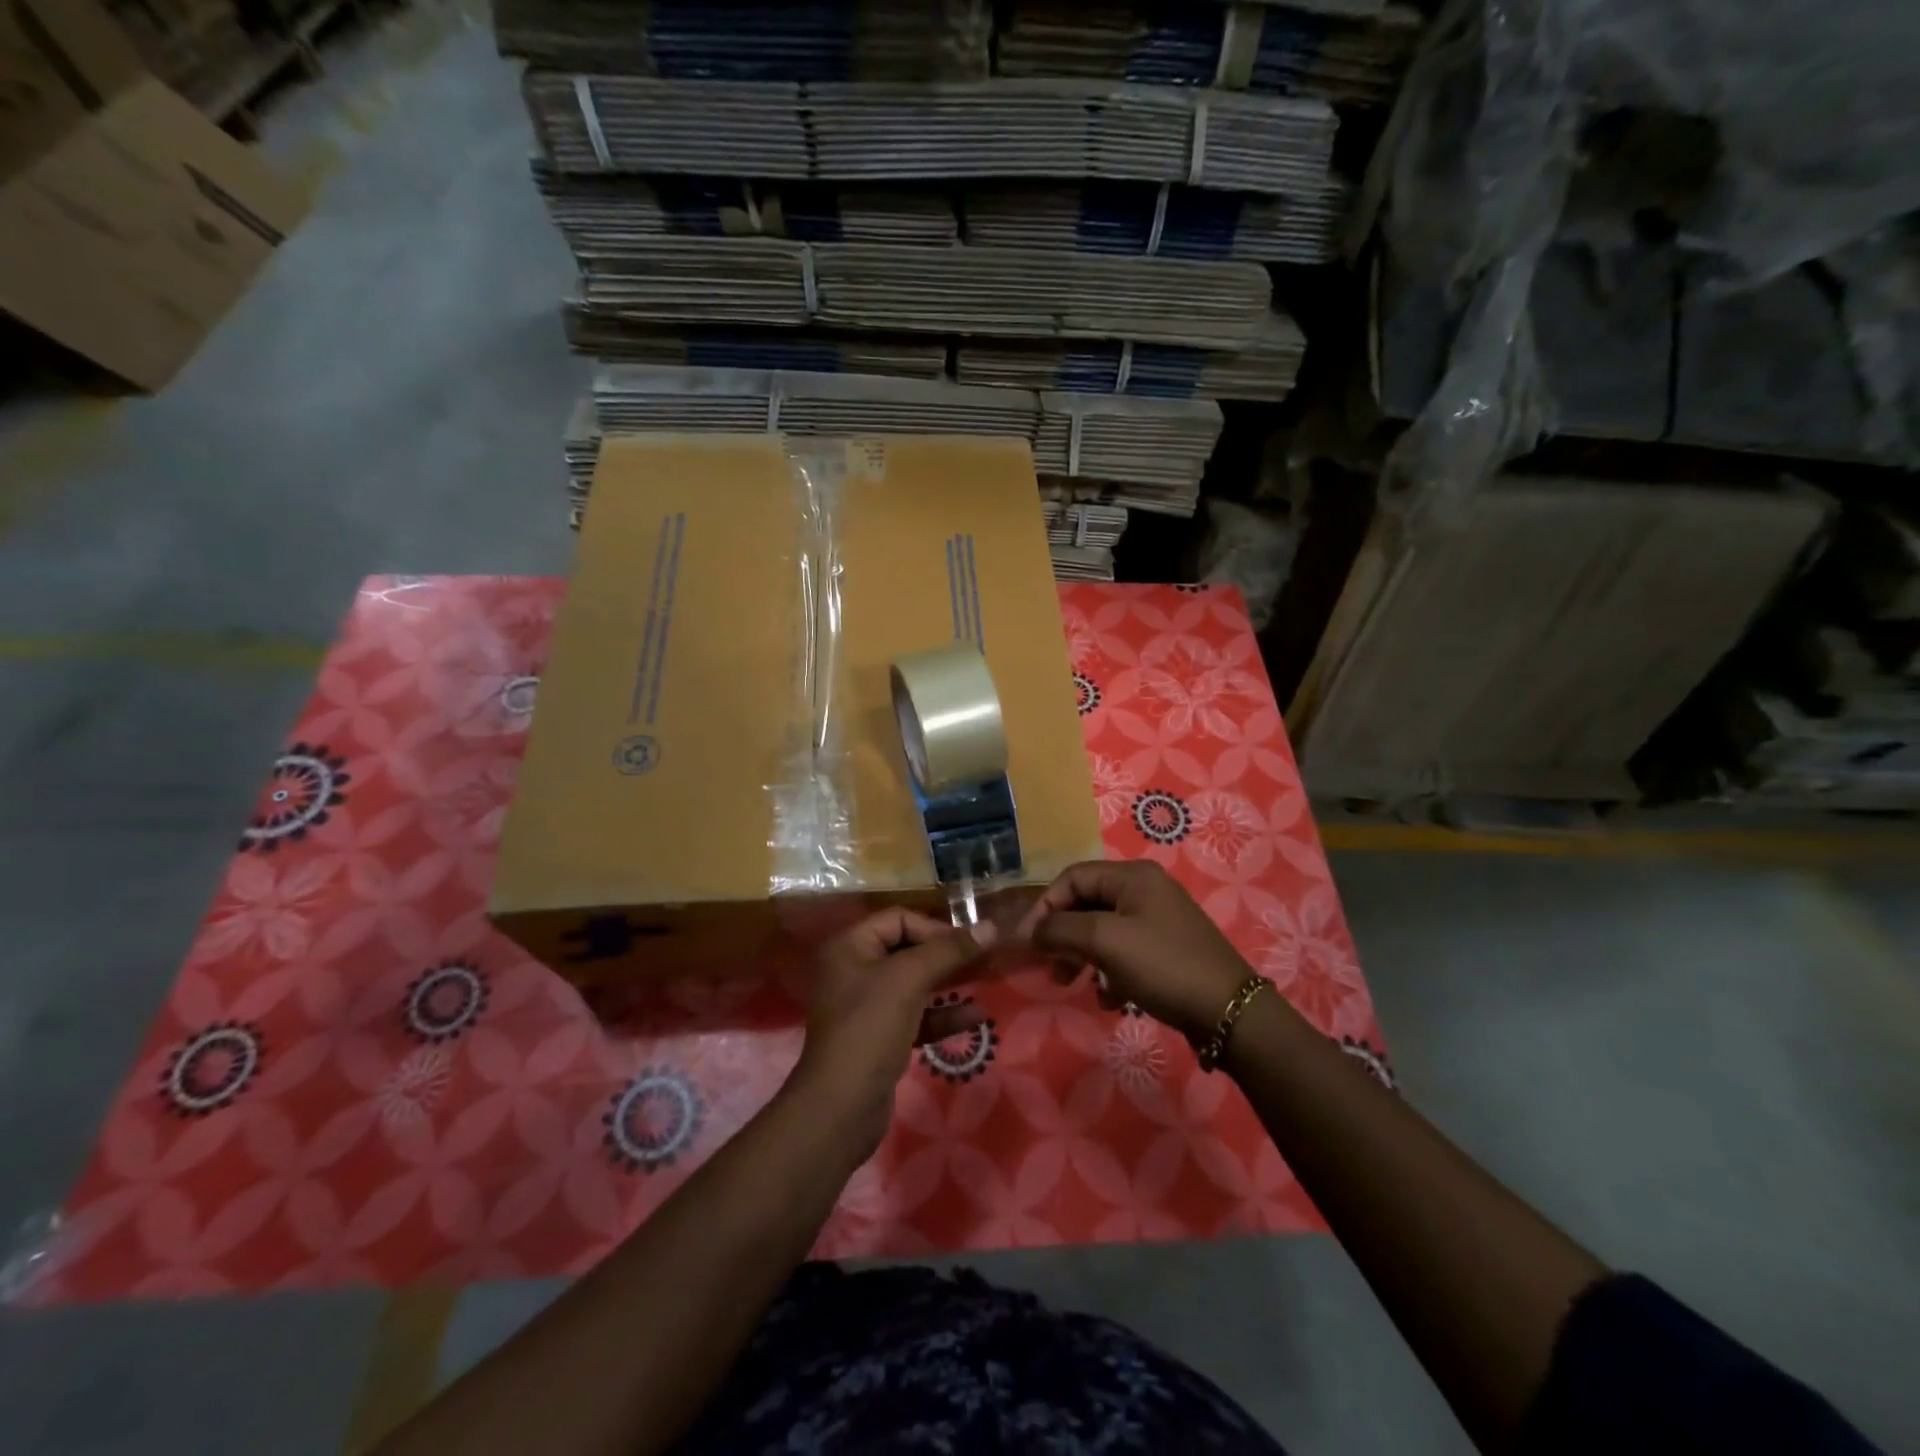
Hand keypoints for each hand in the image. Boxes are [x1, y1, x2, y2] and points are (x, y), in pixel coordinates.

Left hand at [790, 908, 996, 1161]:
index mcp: (850, 946)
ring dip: (948, 983)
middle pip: (907, 949)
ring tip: (984, 982)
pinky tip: (976, 1017)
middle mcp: (855, 970)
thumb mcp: (909, 980)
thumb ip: (949, 951)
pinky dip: (943, 1015)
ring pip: (914, 984)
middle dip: (945, 954)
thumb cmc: (870, 1028)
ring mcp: (867, 1007)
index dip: (933, 927)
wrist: (840, 1107)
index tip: (966, 944)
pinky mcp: (880, 1038)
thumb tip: (991, 926)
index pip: (899, 919)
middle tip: (983, 959)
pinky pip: (916, 1016)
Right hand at [1015, 860, 1252, 1040]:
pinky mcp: (1165, 950)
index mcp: (1132, 877)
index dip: (1045, 906)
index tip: (1028, 941)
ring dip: (1082, 956)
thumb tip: (1033, 930)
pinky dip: (1109, 971)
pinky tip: (1110, 998)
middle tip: (1051, 966)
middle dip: (1064, 934)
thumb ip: (1062, 929)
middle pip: (1087, 904)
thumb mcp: (1106, 941)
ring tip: (1073, 984)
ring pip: (1102, 930)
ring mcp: (1157, 921)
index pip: (1073, 878)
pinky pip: (1123, 952)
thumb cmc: (1163, 965)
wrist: (1229, 1012)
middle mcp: (1145, 890)